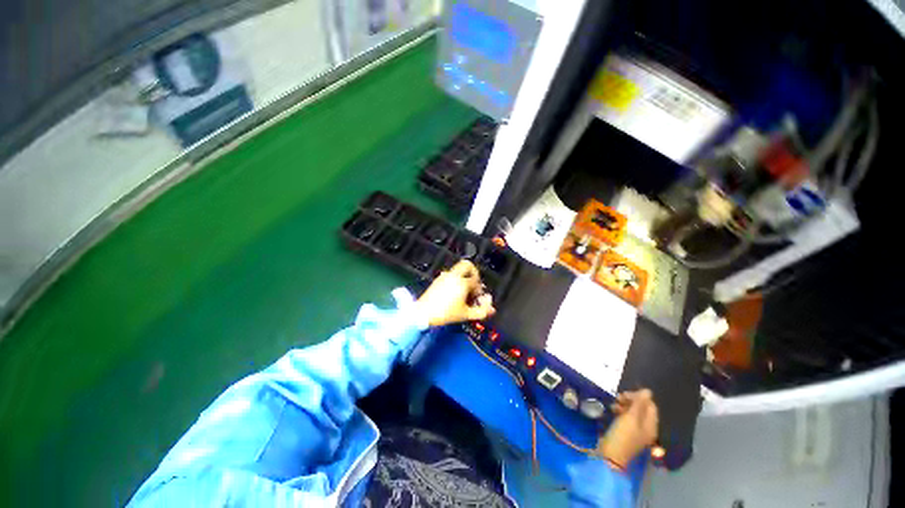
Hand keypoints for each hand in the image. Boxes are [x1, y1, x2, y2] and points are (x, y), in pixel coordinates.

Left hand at [414, 260, 495, 326]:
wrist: (423, 313)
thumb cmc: (445, 314)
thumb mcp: (465, 315)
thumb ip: (481, 312)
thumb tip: (491, 309)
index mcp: (462, 283)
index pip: (476, 281)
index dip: (479, 289)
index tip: (477, 297)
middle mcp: (454, 276)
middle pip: (467, 264)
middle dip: (474, 272)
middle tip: (474, 283)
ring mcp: (444, 276)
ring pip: (458, 269)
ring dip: (464, 276)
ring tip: (464, 291)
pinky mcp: (438, 279)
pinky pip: (450, 274)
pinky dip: (456, 279)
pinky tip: (454, 292)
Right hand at [597, 389, 658, 467]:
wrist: (610, 454)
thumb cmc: (622, 435)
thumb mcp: (631, 417)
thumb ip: (639, 403)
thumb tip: (648, 390)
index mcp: (651, 425)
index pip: (650, 406)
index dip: (639, 397)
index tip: (625, 394)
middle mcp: (646, 428)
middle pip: (642, 409)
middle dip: (631, 401)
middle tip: (618, 397)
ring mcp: (636, 431)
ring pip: (633, 413)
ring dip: (624, 405)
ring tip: (614, 403)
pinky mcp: (626, 432)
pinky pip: (627, 418)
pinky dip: (621, 412)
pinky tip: (613, 410)